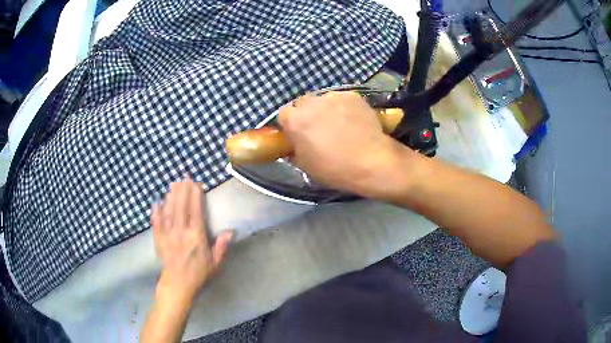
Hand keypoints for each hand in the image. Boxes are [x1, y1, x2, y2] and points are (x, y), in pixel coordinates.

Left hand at [151, 177, 232, 302]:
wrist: (178, 285)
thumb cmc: (199, 274)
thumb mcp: (215, 263)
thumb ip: (222, 246)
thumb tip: (230, 231)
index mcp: (196, 237)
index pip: (195, 211)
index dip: (196, 196)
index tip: (197, 184)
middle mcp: (181, 232)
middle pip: (181, 207)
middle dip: (183, 191)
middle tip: (185, 178)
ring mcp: (168, 235)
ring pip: (169, 211)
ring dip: (171, 197)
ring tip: (173, 185)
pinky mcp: (159, 239)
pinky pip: (156, 222)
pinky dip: (156, 211)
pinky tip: (156, 202)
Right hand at [278, 91, 418, 198]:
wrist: (371, 161)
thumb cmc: (334, 168)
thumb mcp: (306, 165)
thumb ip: (295, 149)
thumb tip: (295, 143)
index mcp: (295, 120)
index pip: (284, 114)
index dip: (291, 125)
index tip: (299, 135)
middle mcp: (311, 102)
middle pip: (303, 104)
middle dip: (308, 114)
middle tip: (320, 130)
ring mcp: (333, 96)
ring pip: (324, 100)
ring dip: (327, 110)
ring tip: (341, 126)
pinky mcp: (352, 96)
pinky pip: (342, 100)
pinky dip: (345, 108)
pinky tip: (354, 122)